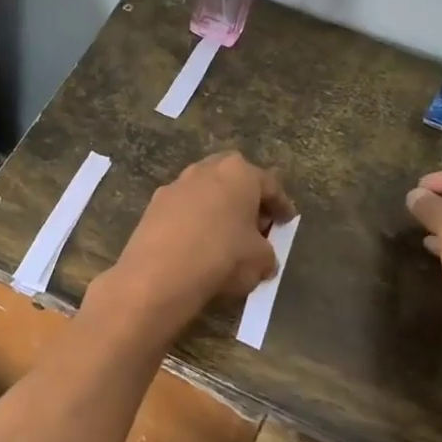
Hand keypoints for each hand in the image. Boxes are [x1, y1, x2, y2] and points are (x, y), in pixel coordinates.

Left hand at [106, 151, 294, 328]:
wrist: (159, 273)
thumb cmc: (222, 257)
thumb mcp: (260, 261)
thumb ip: (267, 253)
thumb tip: (263, 257)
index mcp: (239, 173)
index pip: (270, 185)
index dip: (281, 205)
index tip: (287, 220)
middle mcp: (206, 169)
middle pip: (234, 179)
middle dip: (246, 198)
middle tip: (255, 223)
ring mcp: (176, 184)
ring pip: (205, 191)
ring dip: (218, 206)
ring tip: (225, 233)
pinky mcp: (154, 203)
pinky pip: (183, 208)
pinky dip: (194, 219)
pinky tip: (197, 241)